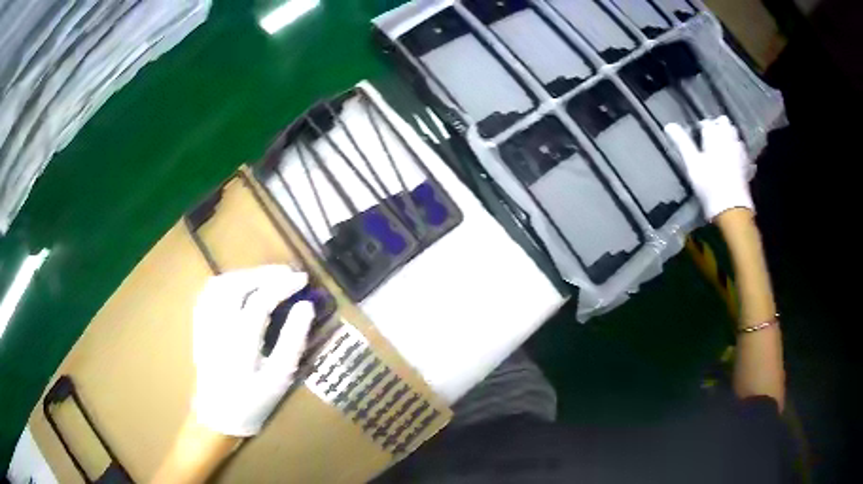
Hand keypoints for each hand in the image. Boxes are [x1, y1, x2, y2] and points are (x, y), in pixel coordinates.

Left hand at [192, 265, 314, 436]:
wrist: (218, 415)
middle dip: (264, 273)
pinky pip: (209, 292)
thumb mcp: (281, 377)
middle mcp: (218, 327)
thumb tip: (305, 306)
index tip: (303, 280)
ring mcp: (204, 324)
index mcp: (240, 343)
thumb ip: (293, 340)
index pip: (261, 300)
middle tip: (287, 274)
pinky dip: (228, 281)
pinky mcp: (198, 324)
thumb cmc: (254, 401)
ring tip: (267, 278)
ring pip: (220, 284)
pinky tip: (241, 286)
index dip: (283, 285)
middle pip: (237, 285)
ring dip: (245, 275)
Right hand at [664, 116, 753, 220]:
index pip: (707, 123)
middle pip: (724, 123)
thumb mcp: (692, 164)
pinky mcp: (747, 166)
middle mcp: (729, 139)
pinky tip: (734, 160)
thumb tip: (669, 125)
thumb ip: (682, 143)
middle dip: (717, 127)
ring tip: (721, 148)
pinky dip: (738, 152)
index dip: (700, 128)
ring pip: (735, 135)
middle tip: (709, 140)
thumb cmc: (710, 185)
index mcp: (715, 135)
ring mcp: (740, 152)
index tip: (695, 138)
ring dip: (728, 137)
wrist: (732, 209)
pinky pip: (742, 152)